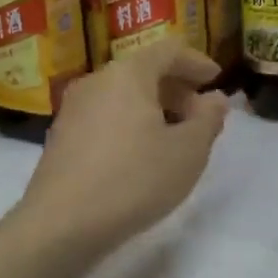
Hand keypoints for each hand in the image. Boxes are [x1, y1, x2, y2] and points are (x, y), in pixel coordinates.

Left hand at [17, 40, 229, 250]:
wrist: (60, 226)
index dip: (197, 62)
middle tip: (201, 115)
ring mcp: (73, 109)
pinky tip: (141, 155)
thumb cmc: (134, 180)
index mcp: (129, 73)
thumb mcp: (188, 151)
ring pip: (123, 94)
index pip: (169, 51)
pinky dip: (130, 123)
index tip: (216, 79)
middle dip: (177, 88)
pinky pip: (106, 115)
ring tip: (174, 137)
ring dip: (154, 107)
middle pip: (144, 71)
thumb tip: (215, 99)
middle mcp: (97, 81)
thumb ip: (208, 119)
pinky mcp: (61, 137)